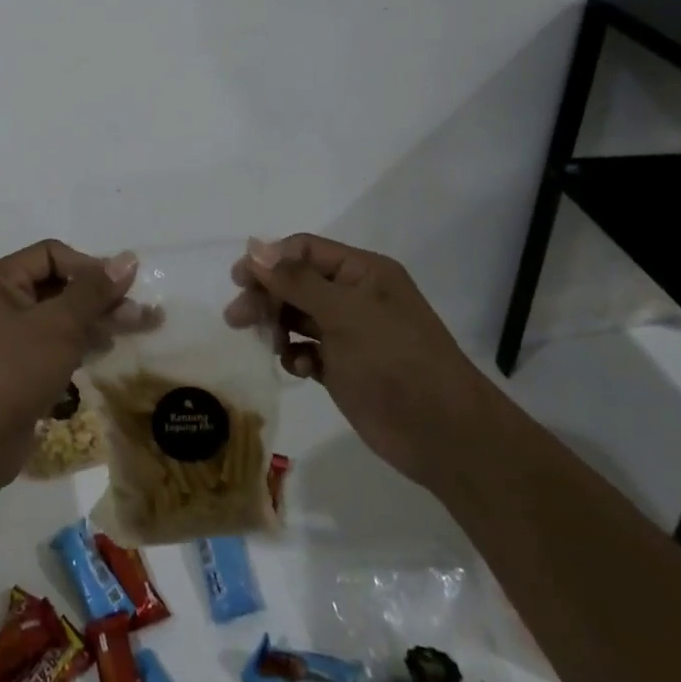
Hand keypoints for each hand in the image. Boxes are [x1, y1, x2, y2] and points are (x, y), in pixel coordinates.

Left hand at [0, 240, 139, 483]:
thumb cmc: (14, 370)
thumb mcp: (59, 325)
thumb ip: (94, 291)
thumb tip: (127, 258)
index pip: (51, 254)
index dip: (88, 266)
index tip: (121, 288)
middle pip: (57, 283)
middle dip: (98, 295)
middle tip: (138, 312)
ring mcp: (5, 334)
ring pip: (58, 314)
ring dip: (94, 318)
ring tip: (133, 328)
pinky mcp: (15, 364)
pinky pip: (52, 340)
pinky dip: (79, 341)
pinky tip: (106, 349)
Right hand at [226, 234, 491, 487]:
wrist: (444, 435)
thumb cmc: (395, 361)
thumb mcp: (344, 314)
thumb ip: (296, 280)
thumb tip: (254, 246)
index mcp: (363, 272)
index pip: (305, 250)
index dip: (270, 260)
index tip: (239, 279)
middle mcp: (354, 297)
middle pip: (296, 282)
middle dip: (267, 296)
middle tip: (236, 317)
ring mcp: (350, 333)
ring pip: (298, 316)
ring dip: (277, 325)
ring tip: (267, 344)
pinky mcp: (344, 368)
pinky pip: (307, 349)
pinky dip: (296, 355)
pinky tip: (298, 368)